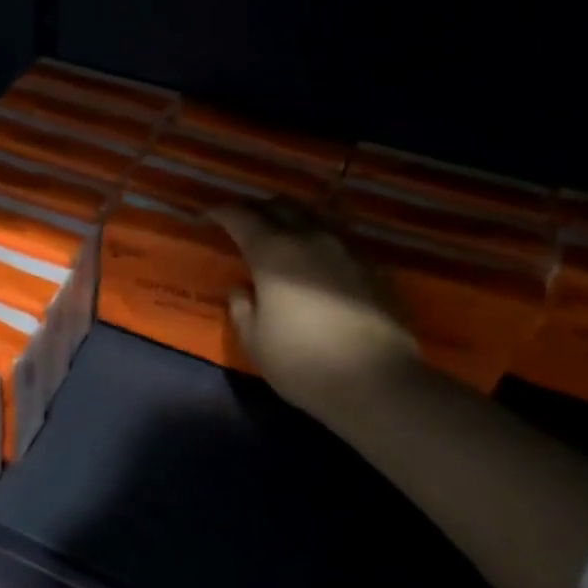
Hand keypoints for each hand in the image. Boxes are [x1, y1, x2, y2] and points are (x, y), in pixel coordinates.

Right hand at [211, 199, 419, 419]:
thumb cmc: (302, 362)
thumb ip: (241, 308)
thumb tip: (242, 288)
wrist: (377, 381)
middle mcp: (310, 240)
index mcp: (273, 253)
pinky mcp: (372, 267)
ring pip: (314, 217)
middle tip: (243, 222)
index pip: (242, 217)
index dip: (223, 212)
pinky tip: (314, 260)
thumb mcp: (254, 340)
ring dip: (292, 219)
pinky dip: (317, 240)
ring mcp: (346, 250)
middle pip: (281, 206)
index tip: (209, 215)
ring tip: (280, 234)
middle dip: (258, 209)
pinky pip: (337, 239)